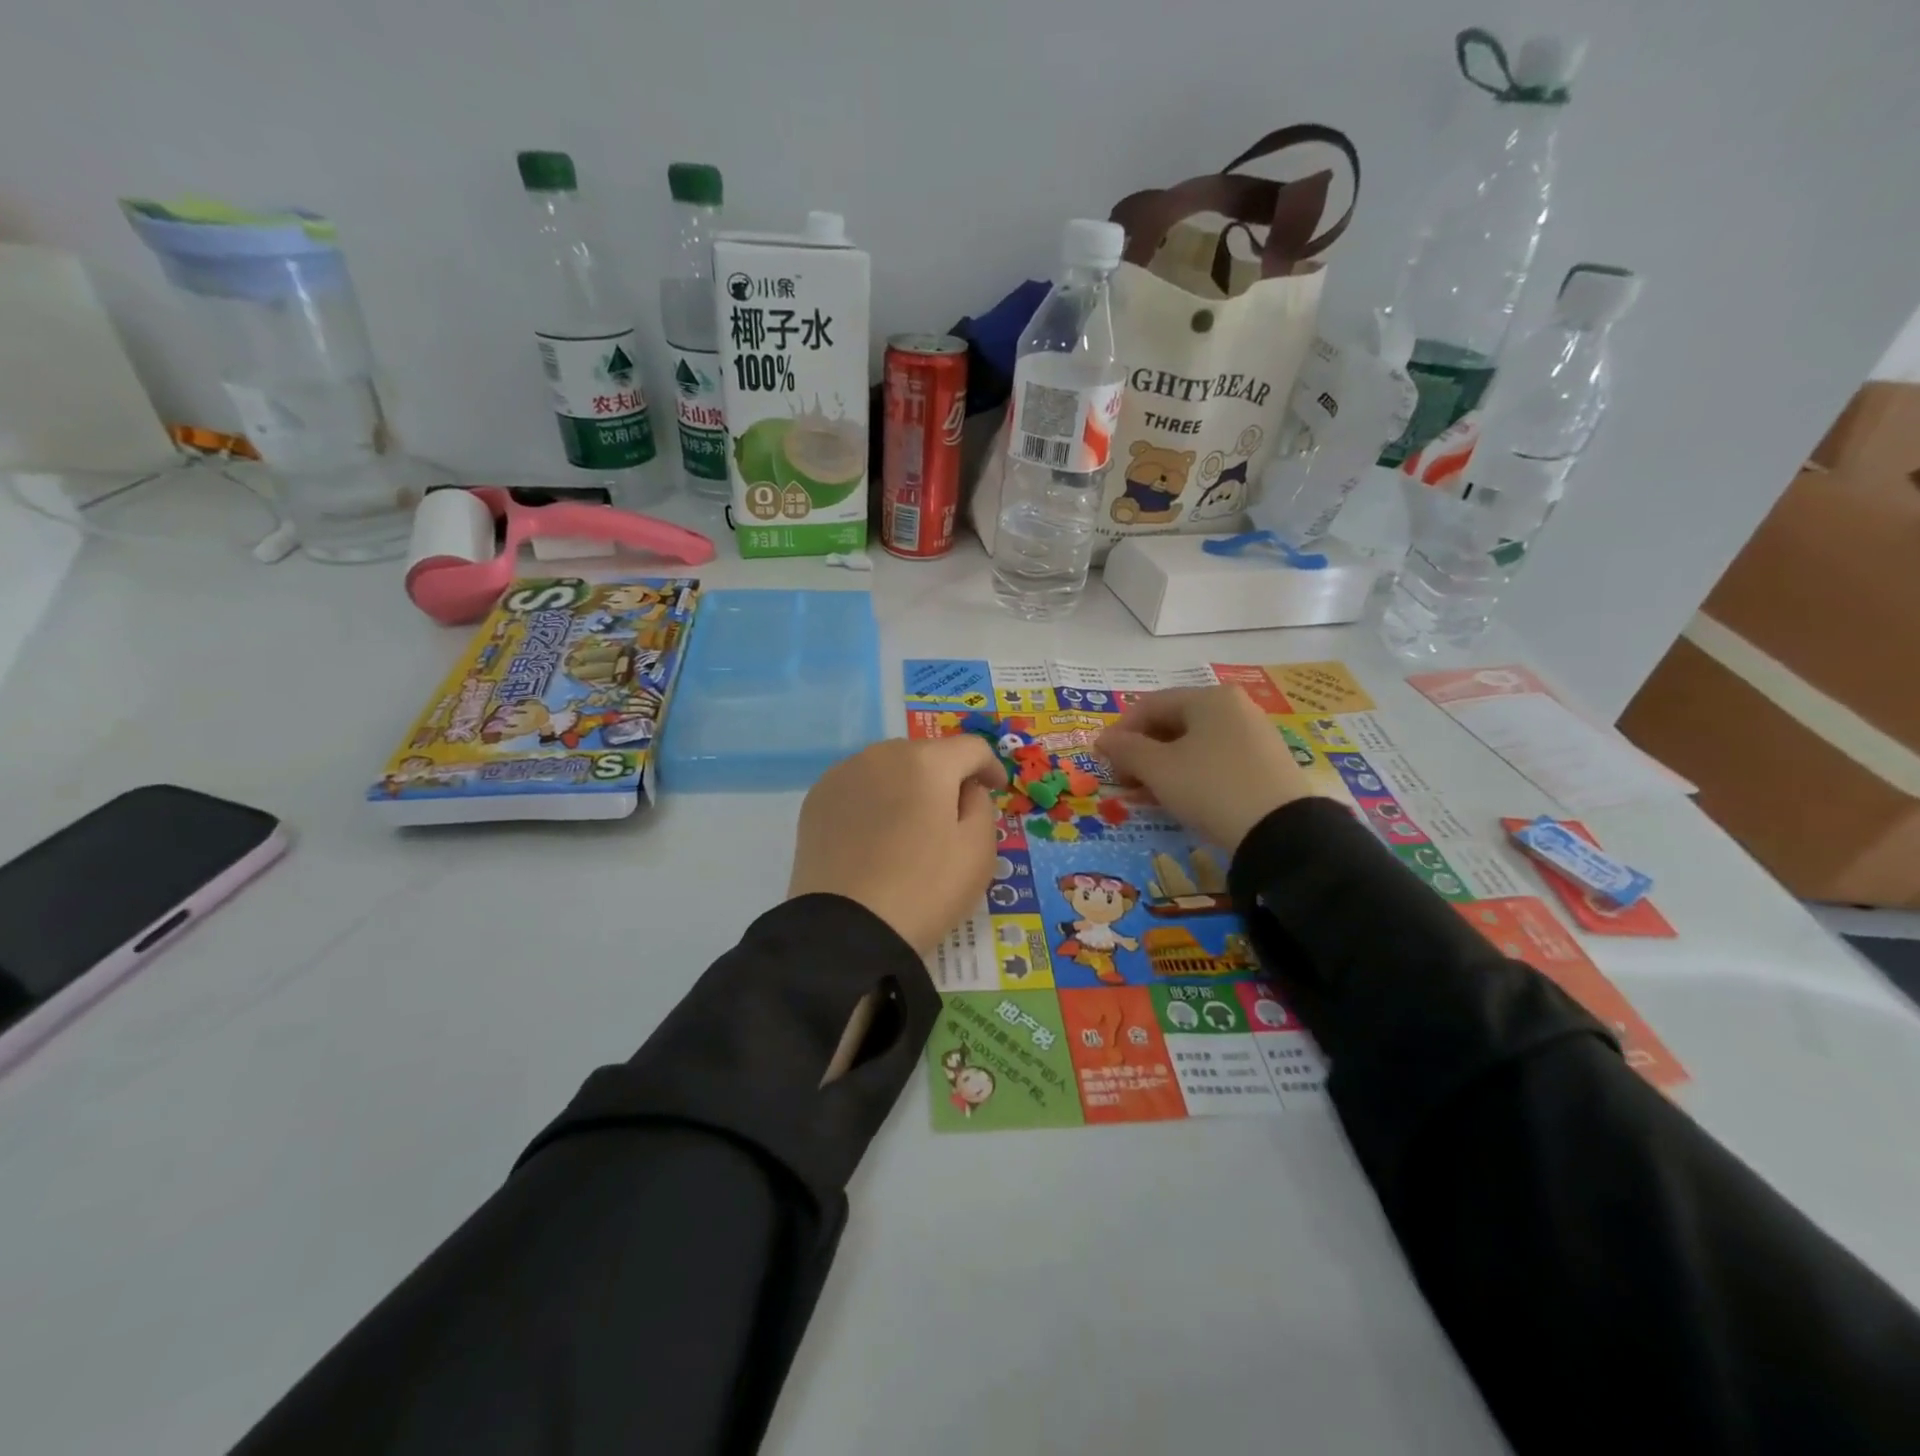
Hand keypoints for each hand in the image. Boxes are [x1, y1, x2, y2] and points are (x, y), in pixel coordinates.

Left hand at [788, 736, 1007, 955]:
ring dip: (907, 786)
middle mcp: (882, 754)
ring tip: (911, 825)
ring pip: (889, 768)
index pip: (971, 748)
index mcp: (927, 761)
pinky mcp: (816, 800)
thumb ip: (982, 805)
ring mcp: (843, 774)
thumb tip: (965, 789)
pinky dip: (874, 801)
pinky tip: (876, 836)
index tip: (997, 790)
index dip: (990, 767)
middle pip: (927, 754)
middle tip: (953, 814)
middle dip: (945, 776)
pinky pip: (858, 788)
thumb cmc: (925, 889)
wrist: (847, 930)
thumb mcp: (978, 851)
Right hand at [1096, 686, 1315, 851]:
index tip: (1104, 762)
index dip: (1121, 732)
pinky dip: (1190, 775)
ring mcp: (1254, 735)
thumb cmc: (1211, 787)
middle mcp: (1234, 708)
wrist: (1282, 832)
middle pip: (1173, 723)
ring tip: (1146, 794)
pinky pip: (1216, 760)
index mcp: (1208, 698)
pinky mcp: (1266, 764)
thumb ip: (1125, 750)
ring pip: (1194, 744)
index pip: (1150, 705)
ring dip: (1163, 766)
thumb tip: (1102, 740)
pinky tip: (1180, 799)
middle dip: (1142, 751)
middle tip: (1124, 781)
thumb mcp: (1159, 769)